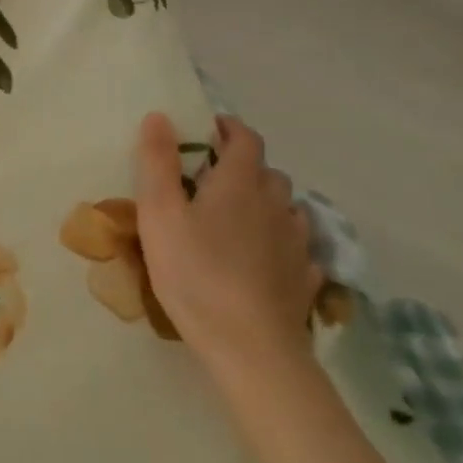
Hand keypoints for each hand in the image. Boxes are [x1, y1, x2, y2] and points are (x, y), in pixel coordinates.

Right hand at [132, 111, 319, 381]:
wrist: (250, 347)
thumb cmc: (196, 273)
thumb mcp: (159, 214)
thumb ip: (157, 162)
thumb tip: (160, 116)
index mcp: (240, 183)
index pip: (245, 138)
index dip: (229, 128)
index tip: (209, 129)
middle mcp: (276, 204)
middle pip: (267, 172)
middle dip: (244, 167)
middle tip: (213, 181)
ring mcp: (297, 242)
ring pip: (286, 208)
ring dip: (265, 204)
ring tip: (239, 220)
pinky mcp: (306, 278)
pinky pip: (298, 247)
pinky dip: (282, 242)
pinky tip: (266, 259)